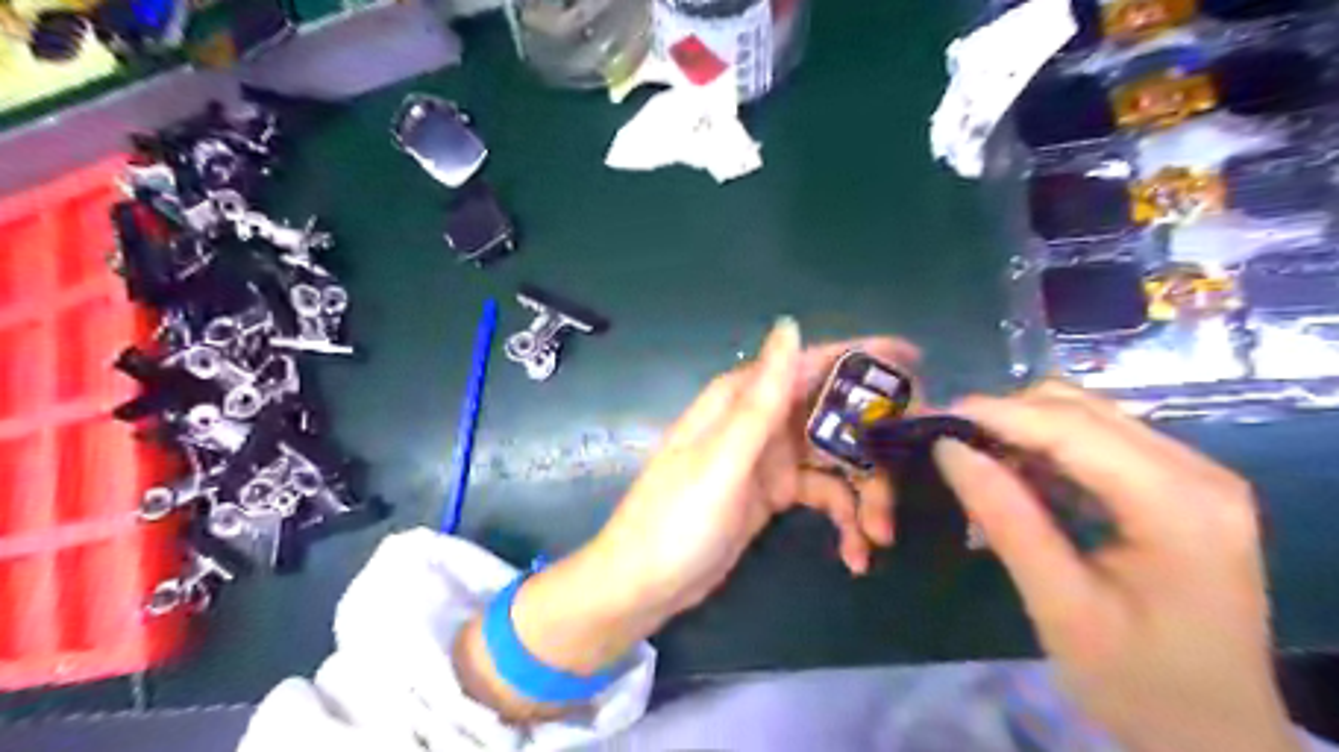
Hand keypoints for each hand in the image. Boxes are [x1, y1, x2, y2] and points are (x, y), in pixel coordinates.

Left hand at [455, 319, 914, 720]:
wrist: (644, 585)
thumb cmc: (677, 519)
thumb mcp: (723, 459)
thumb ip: (762, 398)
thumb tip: (789, 325)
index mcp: (743, 400)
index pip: (811, 364)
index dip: (863, 358)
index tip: (917, 364)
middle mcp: (760, 421)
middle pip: (833, 416)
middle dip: (874, 448)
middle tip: (908, 479)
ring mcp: (770, 459)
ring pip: (836, 461)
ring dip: (864, 496)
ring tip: (877, 537)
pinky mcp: (775, 494)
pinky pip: (823, 495)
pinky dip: (843, 519)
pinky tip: (854, 553)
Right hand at [935, 382, 1297, 751]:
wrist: (1213, 733)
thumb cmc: (1139, 683)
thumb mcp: (1061, 607)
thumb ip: (1006, 520)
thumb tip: (949, 449)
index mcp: (1180, 505)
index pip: (1073, 428)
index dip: (996, 414)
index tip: (931, 420)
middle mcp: (1198, 472)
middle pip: (1081, 408)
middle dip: (1006, 417)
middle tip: (949, 448)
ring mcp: (1192, 475)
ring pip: (1085, 415)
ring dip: (1023, 430)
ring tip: (976, 464)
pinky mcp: (1176, 486)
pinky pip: (1096, 441)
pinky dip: (1044, 449)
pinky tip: (1016, 480)